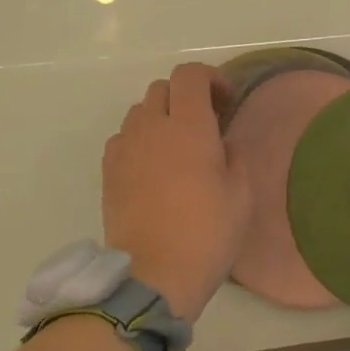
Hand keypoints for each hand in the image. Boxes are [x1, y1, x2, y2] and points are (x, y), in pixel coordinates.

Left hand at [102, 63, 251, 321]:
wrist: (152, 276)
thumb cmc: (206, 234)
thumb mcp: (241, 195)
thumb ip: (234, 156)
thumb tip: (223, 142)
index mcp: (189, 126)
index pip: (190, 74)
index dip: (210, 77)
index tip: (226, 101)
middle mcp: (152, 127)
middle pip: (162, 87)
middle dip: (185, 96)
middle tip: (204, 123)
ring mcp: (125, 148)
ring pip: (140, 112)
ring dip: (160, 117)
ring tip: (176, 146)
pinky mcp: (108, 171)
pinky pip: (123, 138)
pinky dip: (140, 141)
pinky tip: (153, 168)